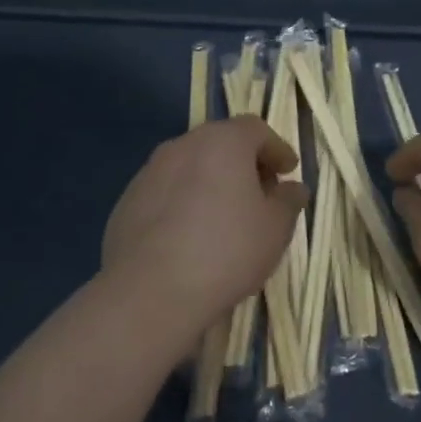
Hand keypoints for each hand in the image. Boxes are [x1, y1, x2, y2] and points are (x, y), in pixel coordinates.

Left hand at [101, 115, 309, 323]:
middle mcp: (182, 146)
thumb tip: (293, 188)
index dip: (276, 148)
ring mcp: (149, 172)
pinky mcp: (127, 202)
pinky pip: (166, 193)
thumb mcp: (275, 229)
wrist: (150, 292)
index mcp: (222, 142)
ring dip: (211, 182)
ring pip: (190, 167)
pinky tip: (190, 237)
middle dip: (244, 164)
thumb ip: (288, 201)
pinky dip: (183, 203)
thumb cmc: (226, 251)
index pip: (255, 129)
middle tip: (260, 194)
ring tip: (224, 218)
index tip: (287, 172)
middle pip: (220, 143)